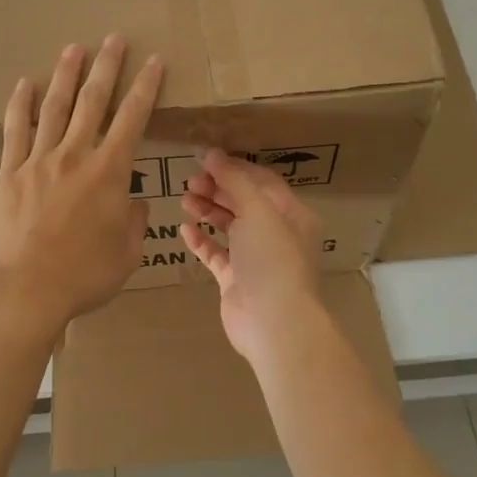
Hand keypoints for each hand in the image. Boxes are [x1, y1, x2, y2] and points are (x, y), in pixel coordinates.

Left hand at [0, 35, 163, 330]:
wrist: (28, 290)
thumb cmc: (85, 275)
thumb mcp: (128, 252)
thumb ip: (134, 220)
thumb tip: (131, 201)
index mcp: (110, 172)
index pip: (133, 118)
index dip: (146, 86)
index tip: (154, 61)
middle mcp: (75, 155)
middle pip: (93, 101)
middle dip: (107, 66)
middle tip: (114, 39)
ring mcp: (39, 161)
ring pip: (55, 107)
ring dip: (66, 75)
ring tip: (74, 48)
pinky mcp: (10, 174)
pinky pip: (16, 131)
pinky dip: (20, 105)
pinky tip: (24, 83)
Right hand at [179, 149, 323, 364]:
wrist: (273, 322)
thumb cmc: (272, 258)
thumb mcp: (257, 209)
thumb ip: (234, 180)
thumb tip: (212, 153)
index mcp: (292, 214)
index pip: (262, 181)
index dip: (235, 168)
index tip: (205, 159)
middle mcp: (276, 234)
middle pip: (244, 202)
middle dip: (218, 188)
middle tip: (191, 181)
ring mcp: (256, 259)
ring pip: (229, 226)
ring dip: (208, 210)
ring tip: (185, 200)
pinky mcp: (236, 281)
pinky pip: (216, 254)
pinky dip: (202, 240)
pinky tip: (185, 229)